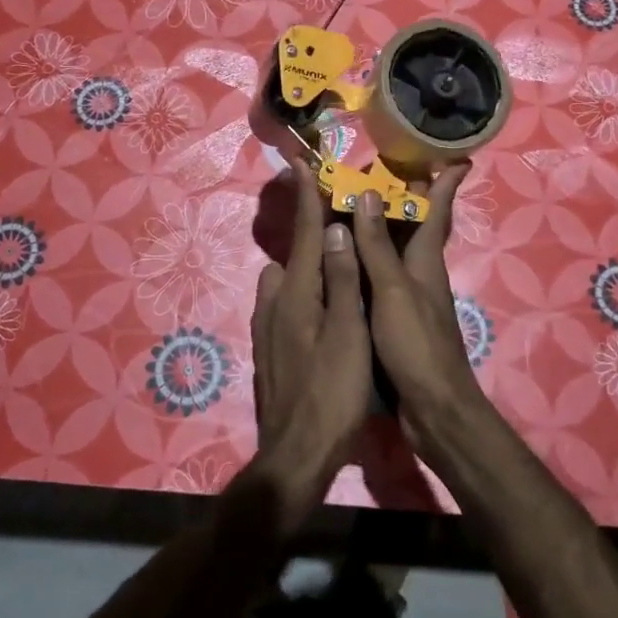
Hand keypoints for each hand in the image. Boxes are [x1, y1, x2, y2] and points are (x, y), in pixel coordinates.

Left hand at [249, 172, 370, 523]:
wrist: (297, 455)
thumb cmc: (333, 394)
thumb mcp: (348, 334)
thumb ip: (343, 281)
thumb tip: (334, 230)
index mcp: (296, 294)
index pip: (303, 234)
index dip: (307, 198)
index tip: (303, 163)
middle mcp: (275, 303)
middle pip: (293, 255)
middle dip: (310, 232)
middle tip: (337, 218)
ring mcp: (268, 328)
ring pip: (287, 281)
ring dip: (307, 265)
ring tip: (338, 263)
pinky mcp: (271, 349)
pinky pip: (286, 304)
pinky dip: (304, 292)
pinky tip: (325, 308)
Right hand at [348, 165, 486, 434]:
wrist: (430, 408)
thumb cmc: (416, 344)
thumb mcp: (393, 290)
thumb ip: (378, 246)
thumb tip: (370, 194)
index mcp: (423, 260)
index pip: (437, 211)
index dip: (446, 183)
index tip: (455, 155)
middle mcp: (418, 273)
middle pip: (414, 225)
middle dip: (404, 196)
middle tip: (377, 168)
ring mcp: (406, 297)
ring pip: (393, 250)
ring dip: (379, 225)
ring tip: (352, 201)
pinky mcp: (393, 318)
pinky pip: (378, 276)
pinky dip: (364, 259)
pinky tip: (342, 258)